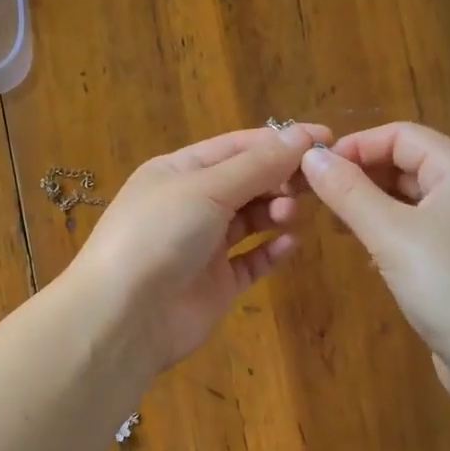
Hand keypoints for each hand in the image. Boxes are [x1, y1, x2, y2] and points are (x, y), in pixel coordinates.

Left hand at [70, 124, 329, 370]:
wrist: (125, 315)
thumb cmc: (160, 234)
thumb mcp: (207, 188)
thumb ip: (258, 164)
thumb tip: (303, 135)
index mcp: (179, 171)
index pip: (237, 146)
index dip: (279, 141)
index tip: (325, 138)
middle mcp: (191, 204)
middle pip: (247, 181)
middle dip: (280, 177)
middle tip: (314, 182)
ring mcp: (204, 246)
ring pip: (252, 220)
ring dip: (276, 211)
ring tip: (290, 213)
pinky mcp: (217, 284)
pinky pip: (253, 260)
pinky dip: (272, 250)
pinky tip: (290, 243)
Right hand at [300, 122, 449, 396]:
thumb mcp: (392, 234)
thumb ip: (348, 192)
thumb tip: (309, 155)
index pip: (401, 135)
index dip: (355, 146)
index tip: (313, 171)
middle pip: (407, 164)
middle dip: (360, 176)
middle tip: (316, 200)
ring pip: (410, 201)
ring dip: (370, 206)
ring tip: (335, 227)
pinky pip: (419, 233)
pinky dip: (388, 235)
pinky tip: (368, 258)